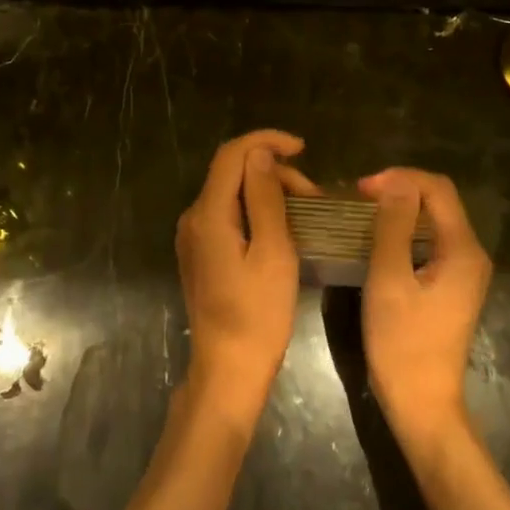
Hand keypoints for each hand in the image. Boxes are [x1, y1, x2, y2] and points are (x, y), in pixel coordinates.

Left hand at [176, 130, 317, 427]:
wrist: (228, 369)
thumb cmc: (259, 314)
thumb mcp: (273, 252)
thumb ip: (265, 197)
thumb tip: (260, 153)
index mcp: (209, 214)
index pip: (232, 154)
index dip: (266, 141)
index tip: (303, 148)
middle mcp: (193, 217)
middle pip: (232, 173)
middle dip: (274, 173)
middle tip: (315, 198)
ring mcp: (194, 236)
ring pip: (232, 194)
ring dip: (268, 192)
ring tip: (305, 214)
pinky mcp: (200, 253)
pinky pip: (228, 215)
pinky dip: (256, 211)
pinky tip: (282, 229)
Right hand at [359, 168, 492, 450]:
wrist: (422, 404)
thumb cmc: (402, 343)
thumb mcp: (389, 279)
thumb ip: (393, 226)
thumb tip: (395, 182)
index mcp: (463, 249)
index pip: (437, 188)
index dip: (400, 178)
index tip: (361, 189)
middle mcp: (472, 254)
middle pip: (439, 202)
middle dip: (400, 190)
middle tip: (358, 199)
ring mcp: (464, 271)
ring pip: (434, 221)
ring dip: (400, 210)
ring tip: (363, 214)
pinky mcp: (452, 285)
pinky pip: (431, 242)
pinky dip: (405, 232)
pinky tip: (378, 240)